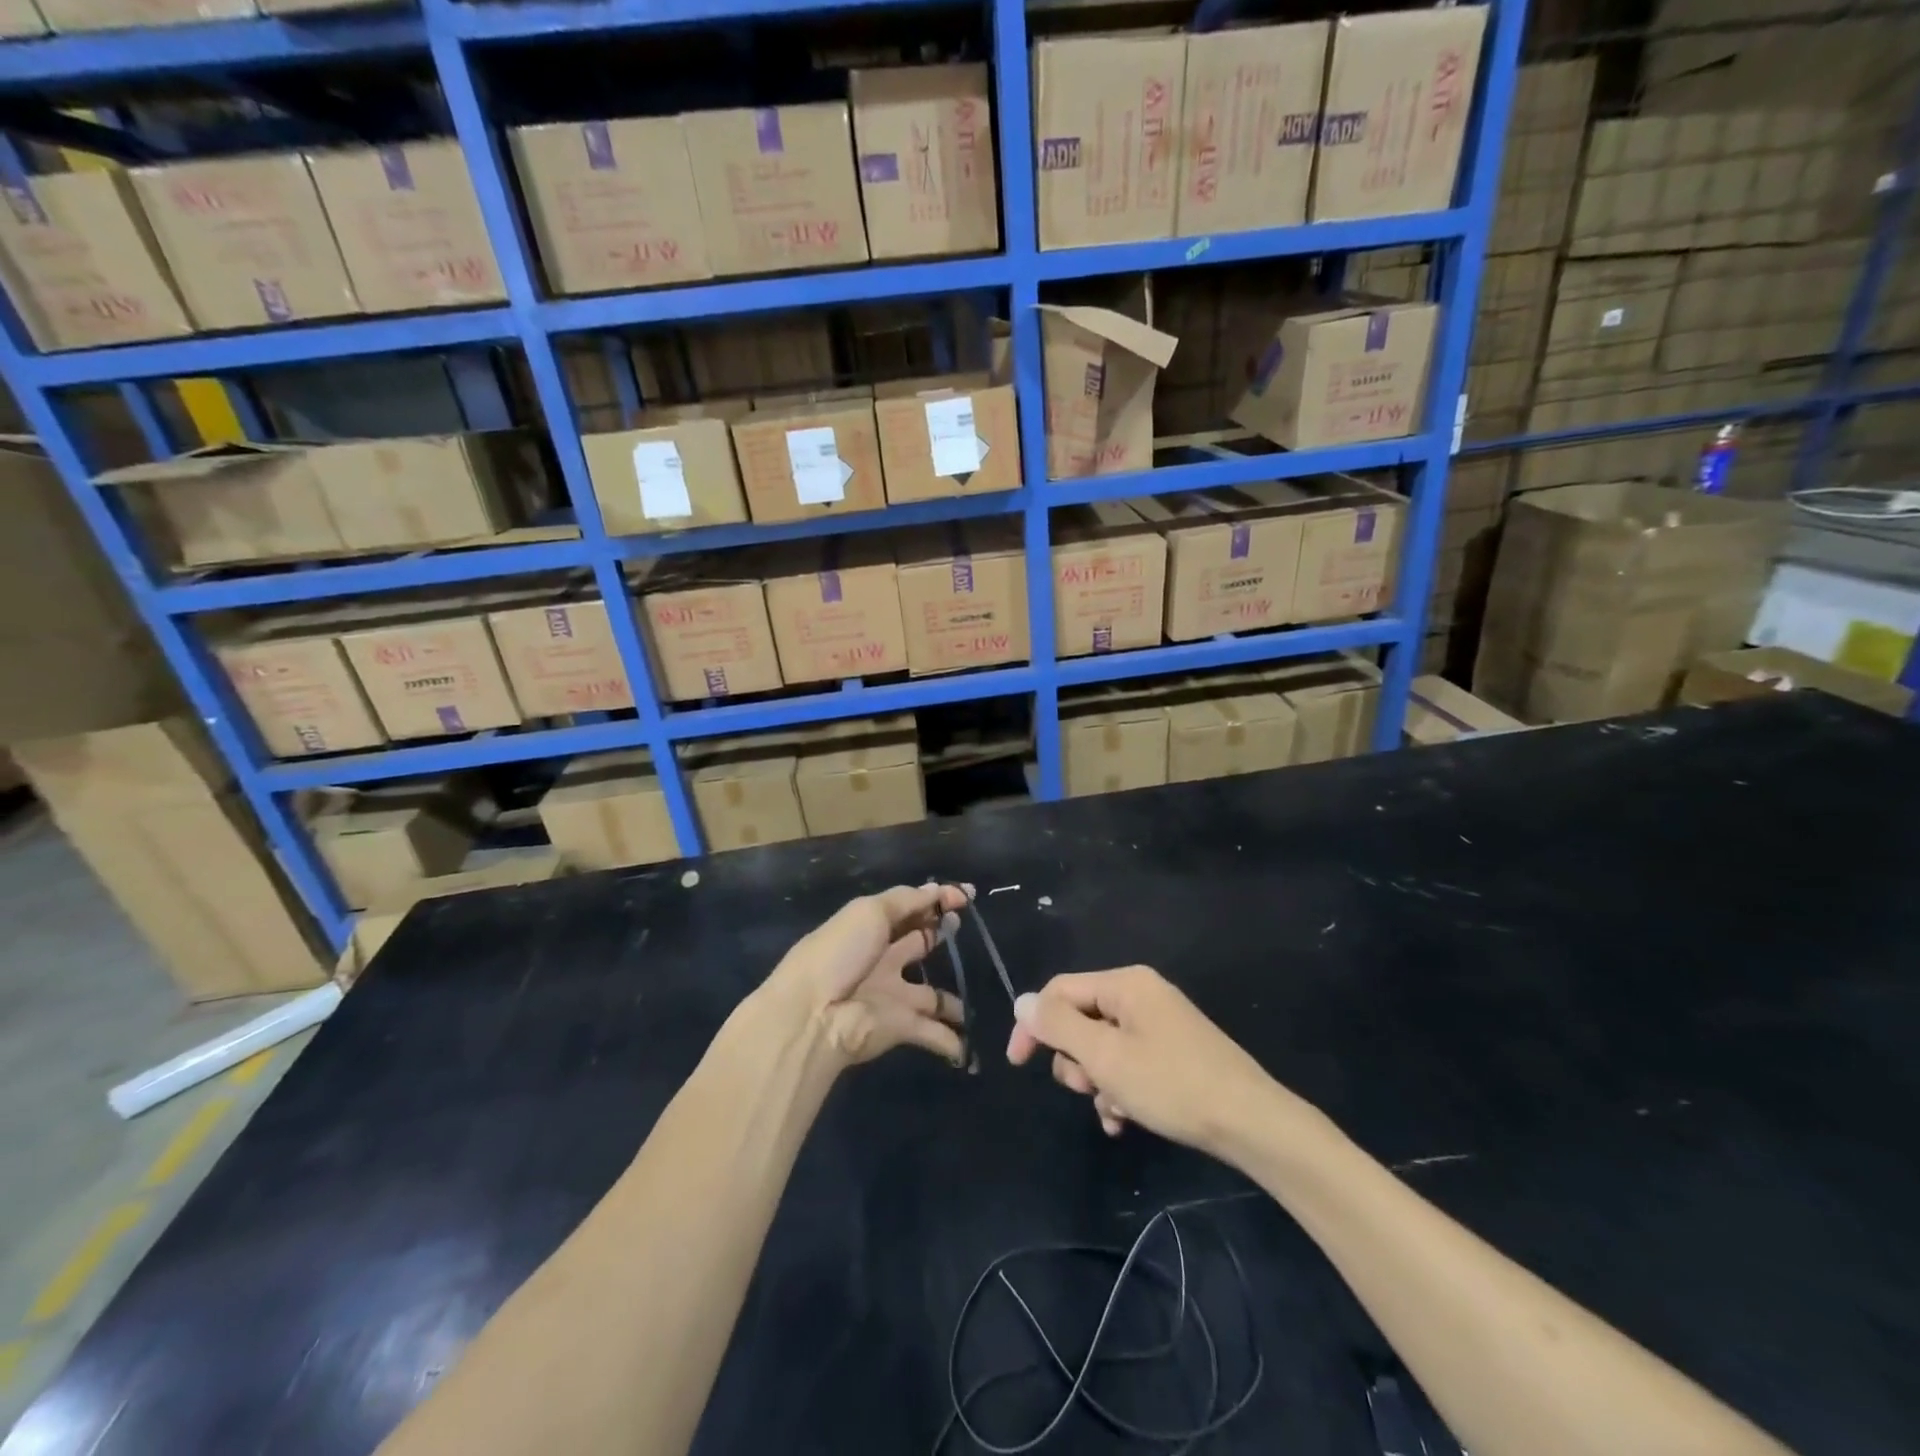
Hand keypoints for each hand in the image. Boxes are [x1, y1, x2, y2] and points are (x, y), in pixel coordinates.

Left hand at [767, 883, 972, 1068]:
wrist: (814, 1015)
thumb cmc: (840, 953)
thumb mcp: (870, 912)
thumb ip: (908, 901)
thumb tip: (940, 890)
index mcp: (871, 928)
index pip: (908, 908)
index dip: (935, 900)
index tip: (966, 897)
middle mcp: (883, 959)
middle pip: (918, 944)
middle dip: (941, 935)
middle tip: (963, 926)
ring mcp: (892, 995)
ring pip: (931, 996)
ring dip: (952, 1001)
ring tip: (977, 993)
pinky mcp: (900, 1027)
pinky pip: (932, 1033)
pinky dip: (952, 1041)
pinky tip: (970, 1041)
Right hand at [1006, 966, 1280, 1153]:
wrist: (1251, 1124)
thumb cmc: (1172, 1084)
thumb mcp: (1105, 1056)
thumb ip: (1059, 1026)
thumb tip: (1022, 1002)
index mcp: (1125, 983)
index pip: (1059, 991)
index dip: (1034, 1024)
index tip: (1018, 1064)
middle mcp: (1141, 995)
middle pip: (1081, 1019)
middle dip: (1075, 1059)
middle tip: (1088, 1088)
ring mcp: (1159, 1024)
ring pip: (1102, 1047)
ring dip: (1098, 1082)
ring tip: (1115, 1110)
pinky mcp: (1172, 1052)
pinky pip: (1128, 1063)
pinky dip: (1119, 1089)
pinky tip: (1125, 1120)